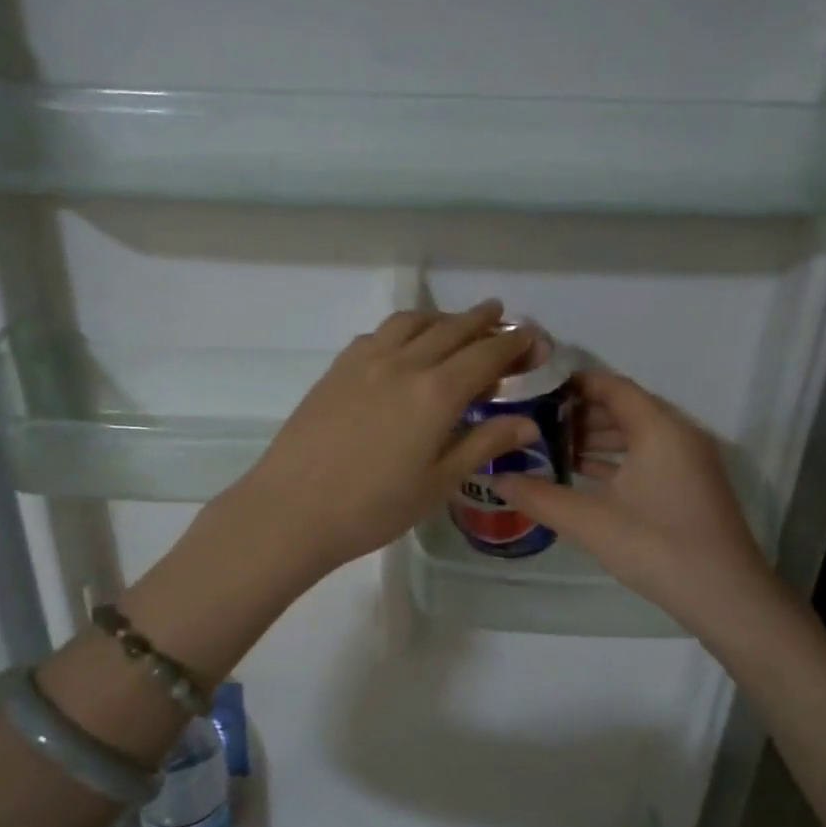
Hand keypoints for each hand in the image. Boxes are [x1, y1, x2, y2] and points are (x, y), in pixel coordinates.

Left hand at [227, 301, 539, 576]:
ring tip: (453, 324)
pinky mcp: (336, 370)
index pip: (486, 355)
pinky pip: (378, 334)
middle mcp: (404, 364)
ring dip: (440, 318)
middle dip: (482, 321)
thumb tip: (527, 423)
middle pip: (451, 329)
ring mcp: (365, 362)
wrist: (292, 510)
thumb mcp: (437, 483)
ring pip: (411, 323)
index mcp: (436, 393)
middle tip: (501, 316)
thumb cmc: (373, 508)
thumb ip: (482, 444)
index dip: (514, 344)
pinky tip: (402, 346)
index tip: (533, 338)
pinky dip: (403, 330)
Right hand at [492, 371, 781, 633]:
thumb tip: (496, 478)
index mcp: (659, 429)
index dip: (573, 384)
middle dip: (579, 414)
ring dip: (596, 439)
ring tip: (551, 449)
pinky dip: (616, 460)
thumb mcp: (589, 522)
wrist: (725, 596)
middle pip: (624, 409)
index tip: (534, 389)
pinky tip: (583, 475)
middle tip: (534, 422)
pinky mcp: (691, 486)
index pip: (612, 387)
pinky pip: (648, 457)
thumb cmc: (656, 547)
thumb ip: (539, 497)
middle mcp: (678, 434)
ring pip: (637, 435)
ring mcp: (689, 461)